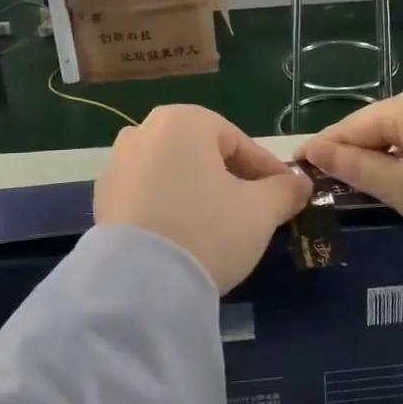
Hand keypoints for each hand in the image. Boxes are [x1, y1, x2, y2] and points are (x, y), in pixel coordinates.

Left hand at [94, 106, 311, 292]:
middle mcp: (144, 131)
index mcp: (183, 120)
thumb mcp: (260, 211)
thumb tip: (300, 184)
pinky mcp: (102, 199)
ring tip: (221, 227)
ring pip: (174, 174)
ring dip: (200, 193)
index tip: (289, 195)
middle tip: (257, 211)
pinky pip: (149, 195)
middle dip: (233, 180)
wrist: (139, 283)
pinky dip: (170, 208)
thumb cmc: (207, 230)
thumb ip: (285, 191)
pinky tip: (185, 237)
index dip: (268, 171)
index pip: (239, 142)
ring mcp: (117, 165)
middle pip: (203, 154)